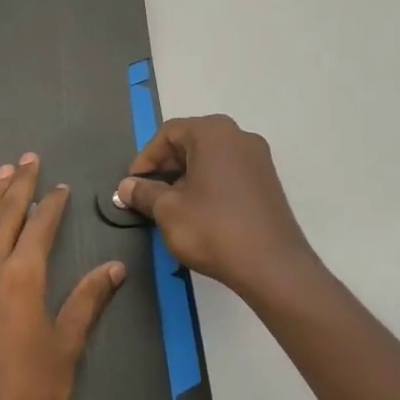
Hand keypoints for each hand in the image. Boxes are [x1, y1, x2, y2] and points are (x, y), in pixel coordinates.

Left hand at [0, 153, 125, 399]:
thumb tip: (115, 268)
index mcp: (24, 277)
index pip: (40, 227)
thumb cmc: (30, 390)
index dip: (52, 204)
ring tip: (0, 171)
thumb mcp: (67, 346)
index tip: (60, 187)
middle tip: (28, 159)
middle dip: (20, 185)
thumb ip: (87, 300)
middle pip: (6, 216)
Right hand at [115, 114, 317, 299]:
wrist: (273, 267)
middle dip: (165, 167)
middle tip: (148, 194)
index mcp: (214, 133)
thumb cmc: (213, 229)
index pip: (168, 133)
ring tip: (171, 206)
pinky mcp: (268, 183)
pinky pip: (229, 173)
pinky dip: (208, 185)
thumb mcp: (167, 210)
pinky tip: (199, 212)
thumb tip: (127, 186)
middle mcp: (239, 137)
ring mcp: (258, 160)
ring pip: (210, 159)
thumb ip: (143, 192)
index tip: (133, 184)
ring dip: (186, 177)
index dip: (146, 158)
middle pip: (191, 142)